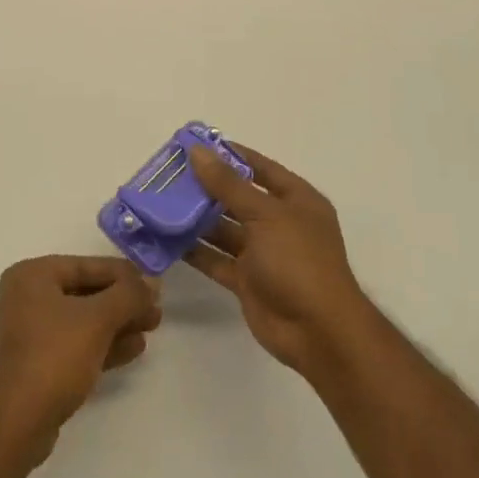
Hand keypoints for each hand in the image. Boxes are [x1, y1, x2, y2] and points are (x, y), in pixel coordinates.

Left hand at [0, 255, 161, 466]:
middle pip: (86, 292)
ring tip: (151, 329)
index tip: (155, 285)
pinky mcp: (38, 362)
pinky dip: (103, 343)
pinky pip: (76, 343)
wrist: (16, 424)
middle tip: (156, 312)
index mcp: (32, 275)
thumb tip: (152, 280)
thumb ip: (128, 296)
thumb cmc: (54, 357)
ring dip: (118, 324)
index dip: (124, 275)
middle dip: (123, 302)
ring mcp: (31, 331)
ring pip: (83, 320)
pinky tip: (133, 349)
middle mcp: (27, 296)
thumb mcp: (97, 320)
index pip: (87, 266)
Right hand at [183, 143, 373, 379]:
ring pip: (224, 228)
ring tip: (161, 203)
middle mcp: (279, 223)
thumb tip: (198, 151)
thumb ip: (228, 184)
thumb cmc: (298, 261)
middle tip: (169, 174)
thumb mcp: (264, 215)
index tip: (195, 144)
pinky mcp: (247, 280)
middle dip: (206, 187)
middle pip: (238, 197)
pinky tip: (166, 238)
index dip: (230, 154)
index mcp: (295, 200)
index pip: (260, 167)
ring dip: (196, 218)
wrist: (317, 333)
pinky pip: (216, 259)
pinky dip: (195, 250)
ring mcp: (263, 253)